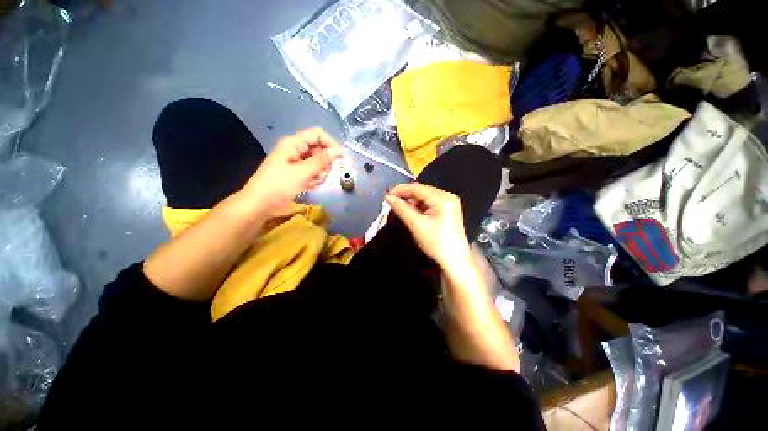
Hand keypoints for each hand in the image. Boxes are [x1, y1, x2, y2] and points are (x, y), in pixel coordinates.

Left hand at [242, 128, 342, 216]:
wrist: (259, 205)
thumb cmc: (279, 186)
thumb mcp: (302, 172)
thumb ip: (322, 160)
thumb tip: (339, 151)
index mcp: (293, 144)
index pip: (318, 134)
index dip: (330, 144)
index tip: (340, 158)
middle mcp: (296, 150)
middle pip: (319, 148)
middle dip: (325, 161)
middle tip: (324, 174)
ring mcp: (296, 162)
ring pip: (318, 162)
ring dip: (320, 172)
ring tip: (314, 182)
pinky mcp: (297, 174)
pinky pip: (313, 171)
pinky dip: (315, 178)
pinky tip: (311, 185)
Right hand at [384, 183, 470, 267]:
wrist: (454, 260)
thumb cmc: (436, 243)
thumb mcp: (416, 225)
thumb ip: (401, 209)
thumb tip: (388, 197)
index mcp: (442, 198)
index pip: (418, 188)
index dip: (401, 190)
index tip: (387, 194)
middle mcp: (448, 196)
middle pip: (422, 191)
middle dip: (406, 196)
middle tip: (391, 201)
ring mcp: (449, 202)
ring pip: (425, 197)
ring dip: (412, 201)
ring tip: (399, 208)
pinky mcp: (447, 209)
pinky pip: (430, 203)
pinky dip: (419, 206)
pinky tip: (411, 211)